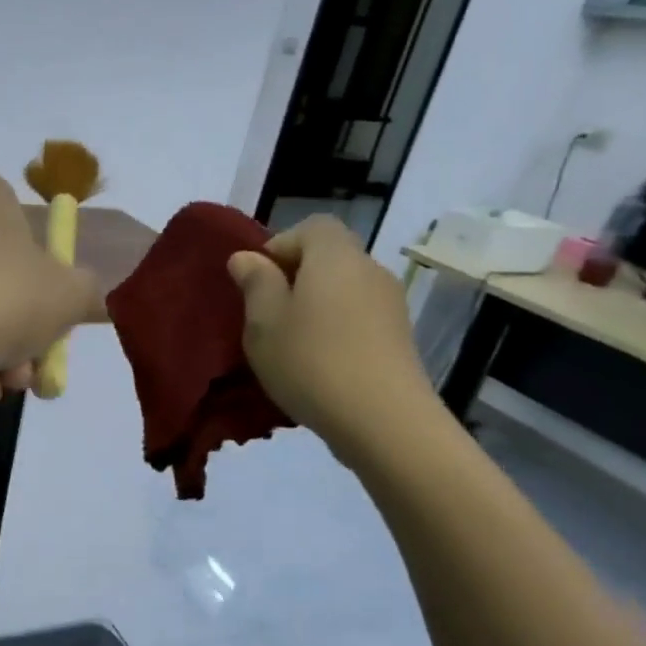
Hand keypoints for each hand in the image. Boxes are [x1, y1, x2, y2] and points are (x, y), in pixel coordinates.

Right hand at [228, 216, 436, 462]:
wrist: (382, 419)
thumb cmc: (310, 361)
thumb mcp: (264, 323)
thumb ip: (255, 284)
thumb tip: (247, 258)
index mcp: (334, 256)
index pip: (311, 227)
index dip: (279, 246)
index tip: (256, 283)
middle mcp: (369, 269)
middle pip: (328, 258)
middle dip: (294, 280)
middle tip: (266, 318)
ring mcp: (390, 304)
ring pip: (342, 291)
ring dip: (313, 309)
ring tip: (288, 346)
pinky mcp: (398, 338)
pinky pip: (357, 319)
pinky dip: (334, 331)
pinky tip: (317, 366)